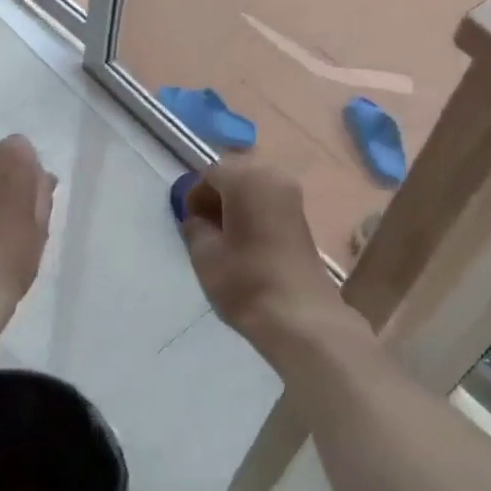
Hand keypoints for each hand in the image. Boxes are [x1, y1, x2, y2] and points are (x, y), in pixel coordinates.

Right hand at [177, 161, 350, 362]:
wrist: (300, 316)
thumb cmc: (246, 280)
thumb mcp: (205, 254)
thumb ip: (195, 227)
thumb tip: (197, 219)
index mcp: (247, 178)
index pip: (210, 174)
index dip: (194, 196)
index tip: (188, 224)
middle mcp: (273, 177)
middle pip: (234, 176)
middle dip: (216, 197)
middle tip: (203, 229)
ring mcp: (292, 196)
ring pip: (252, 189)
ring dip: (234, 206)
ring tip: (223, 239)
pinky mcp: (301, 217)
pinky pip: (268, 203)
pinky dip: (252, 214)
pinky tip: (244, 243)